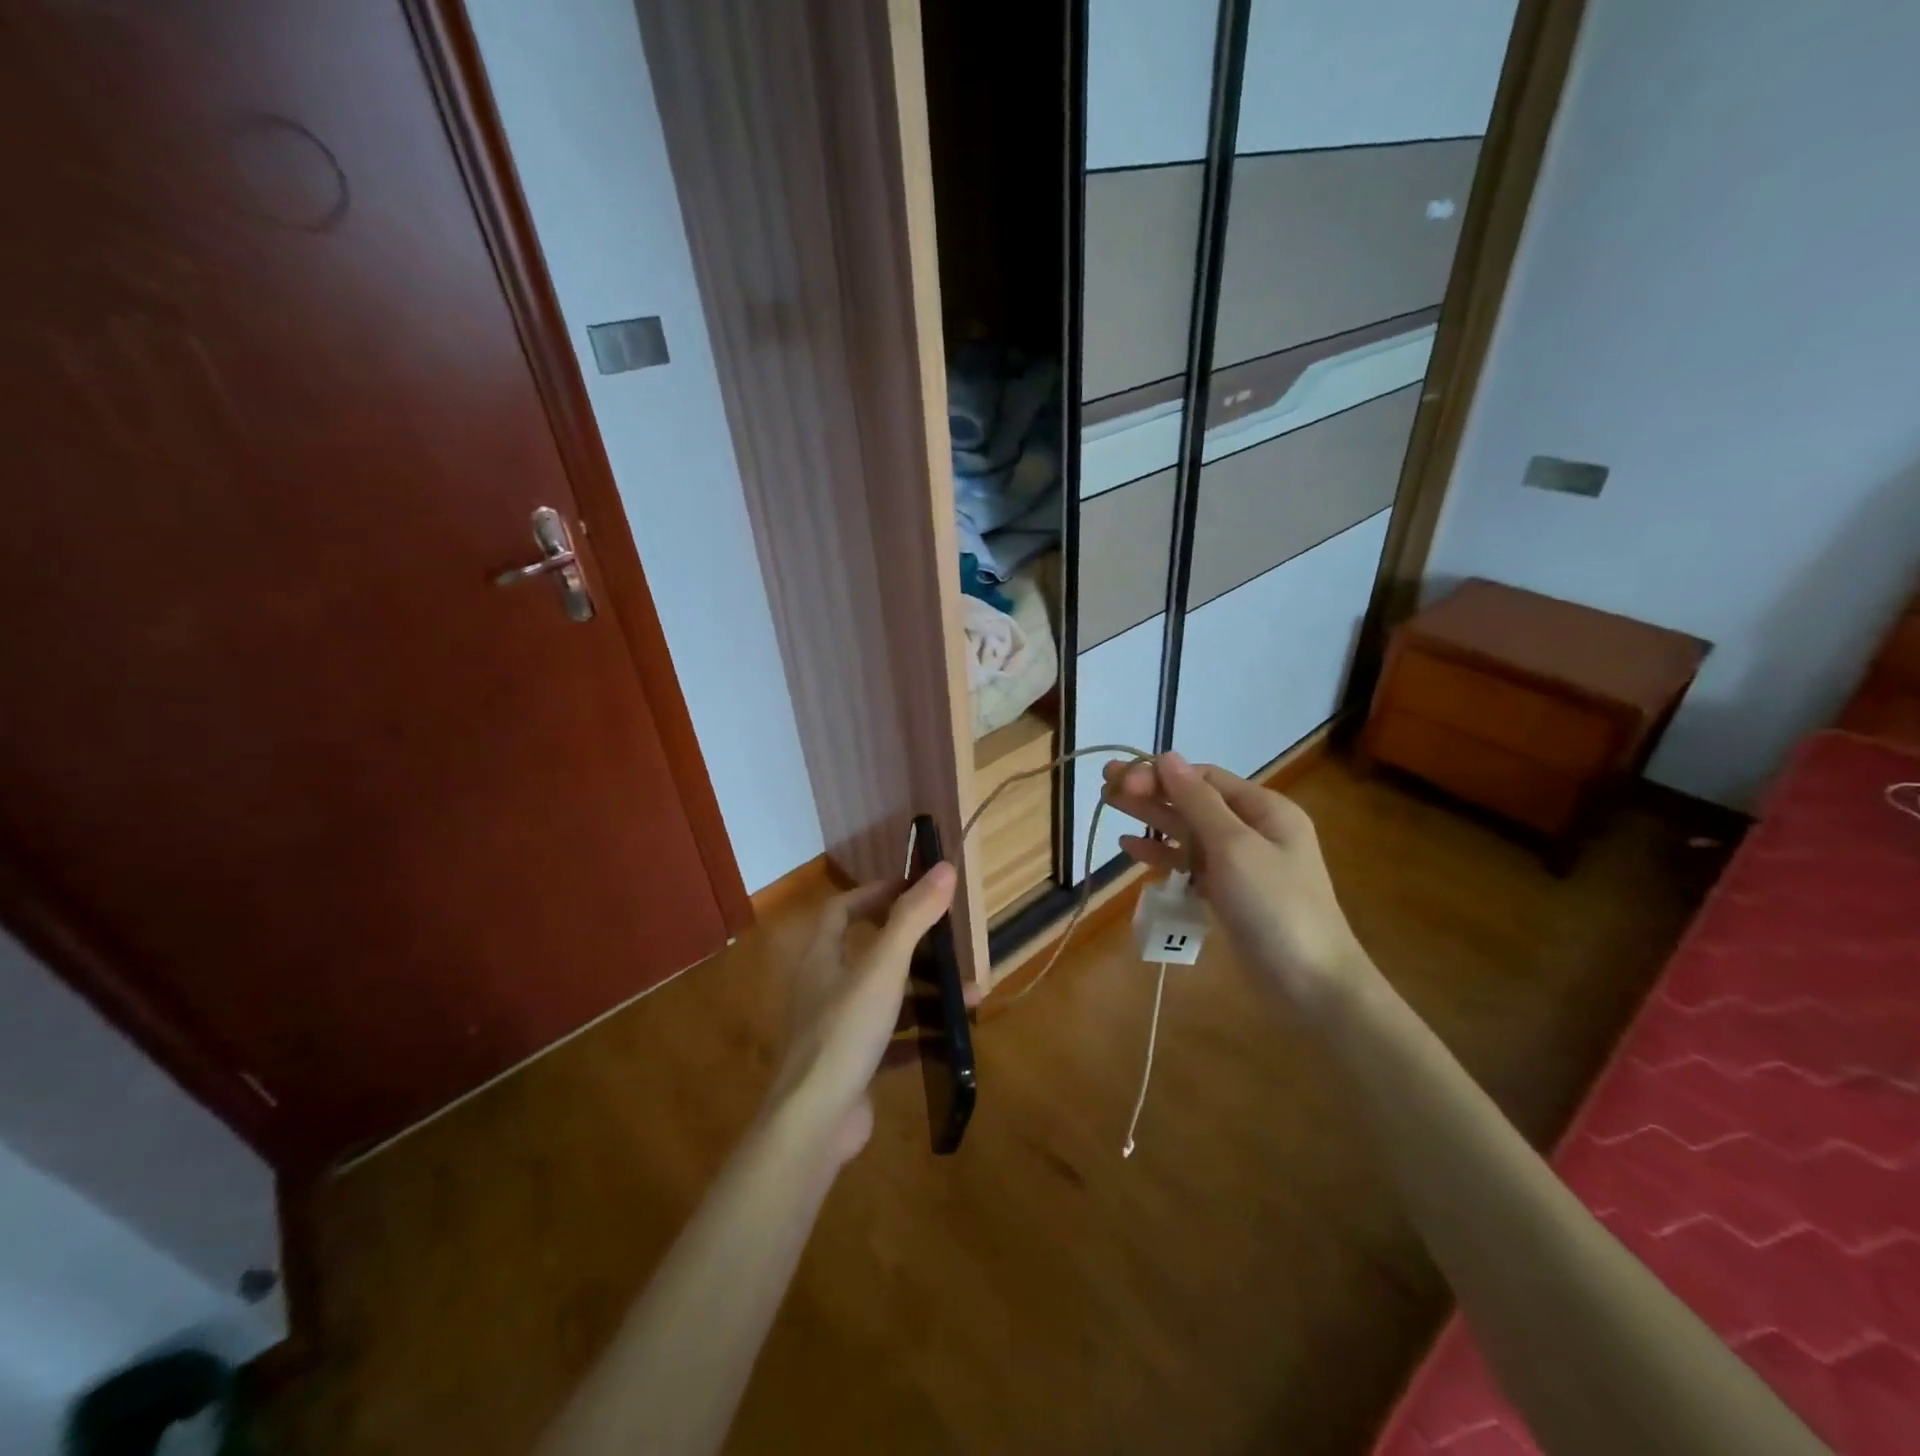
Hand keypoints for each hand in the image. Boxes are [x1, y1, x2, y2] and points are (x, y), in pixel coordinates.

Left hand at [773, 863, 956, 1161]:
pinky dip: (918, 1035)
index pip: (842, 910)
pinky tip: (949, 1037)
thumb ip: (912, 918)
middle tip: (949, 942)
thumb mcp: (883, 969)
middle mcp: (824, 989)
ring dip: (924, 993)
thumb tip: (944, 869)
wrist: (814, 1122)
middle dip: (913, 946)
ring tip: (968, 994)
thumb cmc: (845, 1032)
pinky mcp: (852, 1066)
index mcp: (822, 958)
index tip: (912, 889)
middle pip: (869, 953)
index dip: (875, 894)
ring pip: (886, 999)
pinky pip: (890, 1041)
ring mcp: (837, 1030)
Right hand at [1102, 752, 1371, 1012]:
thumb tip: (1167, 757)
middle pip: (1193, 801)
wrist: (1311, 984)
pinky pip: (1190, 863)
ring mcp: (1241, 863)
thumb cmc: (1275, 906)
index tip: (1123, 780)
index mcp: (1265, 809)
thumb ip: (1198, 802)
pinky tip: (1131, 847)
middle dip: (1150, 791)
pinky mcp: (1228, 893)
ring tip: (1110, 805)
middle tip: (1106, 784)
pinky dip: (1162, 854)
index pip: (1204, 778)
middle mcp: (1253, 829)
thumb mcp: (1235, 847)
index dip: (1161, 775)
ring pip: (1188, 831)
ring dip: (1151, 818)